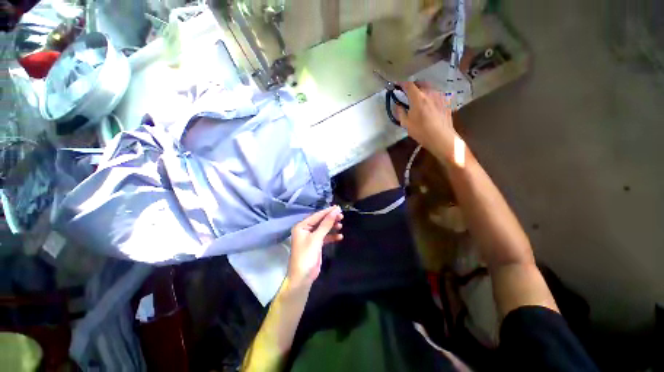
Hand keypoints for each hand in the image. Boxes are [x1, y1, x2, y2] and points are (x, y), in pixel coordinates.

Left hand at [287, 206, 343, 288]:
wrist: (302, 277)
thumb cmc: (306, 255)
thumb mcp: (316, 238)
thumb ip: (326, 224)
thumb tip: (335, 211)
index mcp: (302, 226)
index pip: (316, 216)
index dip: (328, 211)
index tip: (338, 207)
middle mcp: (305, 230)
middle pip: (320, 221)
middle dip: (330, 219)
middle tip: (341, 215)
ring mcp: (311, 237)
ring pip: (323, 229)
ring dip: (332, 227)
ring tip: (341, 224)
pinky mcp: (316, 244)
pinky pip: (325, 237)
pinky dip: (332, 236)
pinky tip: (340, 236)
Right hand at [396, 81, 457, 162]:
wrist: (441, 137)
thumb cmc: (421, 131)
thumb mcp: (406, 124)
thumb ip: (400, 112)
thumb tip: (397, 105)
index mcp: (418, 97)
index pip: (409, 85)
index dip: (402, 84)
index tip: (397, 85)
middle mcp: (430, 93)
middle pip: (421, 83)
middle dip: (413, 85)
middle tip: (408, 92)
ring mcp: (440, 96)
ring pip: (430, 88)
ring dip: (423, 90)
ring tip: (419, 97)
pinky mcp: (446, 101)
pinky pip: (436, 94)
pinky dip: (430, 96)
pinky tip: (429, 104)